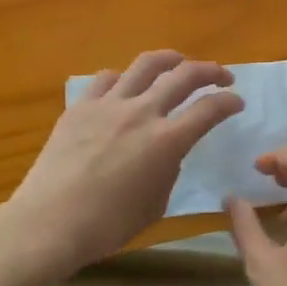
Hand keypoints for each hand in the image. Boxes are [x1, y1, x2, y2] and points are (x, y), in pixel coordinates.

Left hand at [6, 50, 242, 278]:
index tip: (237, 101)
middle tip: (221, 75)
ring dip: (169, 59)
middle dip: (210, 71)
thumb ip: (168, 170)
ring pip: (146, 64)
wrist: (49, 223)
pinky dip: (123, 79)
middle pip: (184, 75)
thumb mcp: (155, 204)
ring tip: (177, 62)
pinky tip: (125, 87)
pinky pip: (106, 79)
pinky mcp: (80, 106)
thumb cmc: (108, 225)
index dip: (229, 102)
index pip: (209, 109)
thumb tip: (166, 153)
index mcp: (167, 141)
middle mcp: (142, 113)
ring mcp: (109, 104)